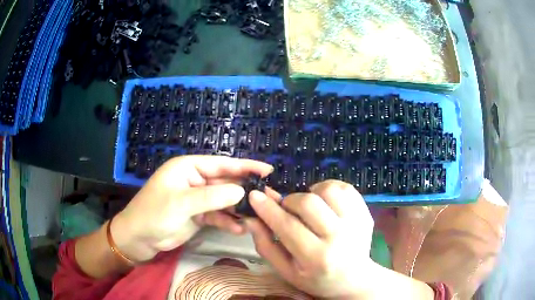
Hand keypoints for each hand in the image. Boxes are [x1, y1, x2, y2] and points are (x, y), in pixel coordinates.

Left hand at [112, 155, 272, 261]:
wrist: (139, 238)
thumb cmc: (154, 213)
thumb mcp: (181, 203)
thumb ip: (212, 197)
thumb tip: (242, 190)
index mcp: (188, 167)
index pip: (221, 164)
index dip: (245, 166)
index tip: (268, 170)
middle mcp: (195, 180)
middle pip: (225, 182)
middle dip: (244, 190)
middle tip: (267, 198)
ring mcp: (197, 199)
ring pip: (224, 200)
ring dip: (238, 209)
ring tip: (256, 217)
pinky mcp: (198, 215)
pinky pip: (218, 215)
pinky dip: (228, 221)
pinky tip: (239, 229)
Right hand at [245, 180, 375, 298]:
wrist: (353, 279)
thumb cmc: (316, 279)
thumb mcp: (286, 271)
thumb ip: (266, 245)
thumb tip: (251, 218)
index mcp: (316, 258)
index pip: (287, 225)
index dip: (267, 208)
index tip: (255, 195)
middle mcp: (339, 238)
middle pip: (308, 203)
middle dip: (290, 201)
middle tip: (288, 209)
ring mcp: (356, 223)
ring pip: (328, 190)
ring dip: (312, 193)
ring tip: (310, 206)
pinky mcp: (365, 213)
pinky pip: (345, 188)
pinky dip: (330, 189)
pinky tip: (326, 202)